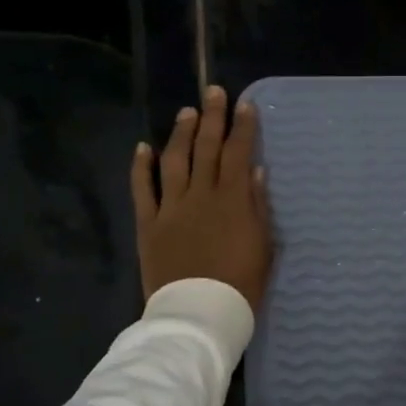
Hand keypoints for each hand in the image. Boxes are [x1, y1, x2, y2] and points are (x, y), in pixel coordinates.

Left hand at [131, 85, 270, 309]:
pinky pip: (143, 189)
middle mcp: (200, 195)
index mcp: (232, 200)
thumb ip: (258, 206)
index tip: (246, 105)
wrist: (200, 313)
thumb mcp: (263, 247)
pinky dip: (141, 166)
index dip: (243, 128)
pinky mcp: (149, 224)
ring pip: (175, 160)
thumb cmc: (241, 285)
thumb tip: (254, 170)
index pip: (238, 154)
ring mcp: (171, 207)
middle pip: (206, 148)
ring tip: (187, 112)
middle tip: (214, 92)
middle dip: (213, 117)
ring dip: (181, 133)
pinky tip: (143, 147)